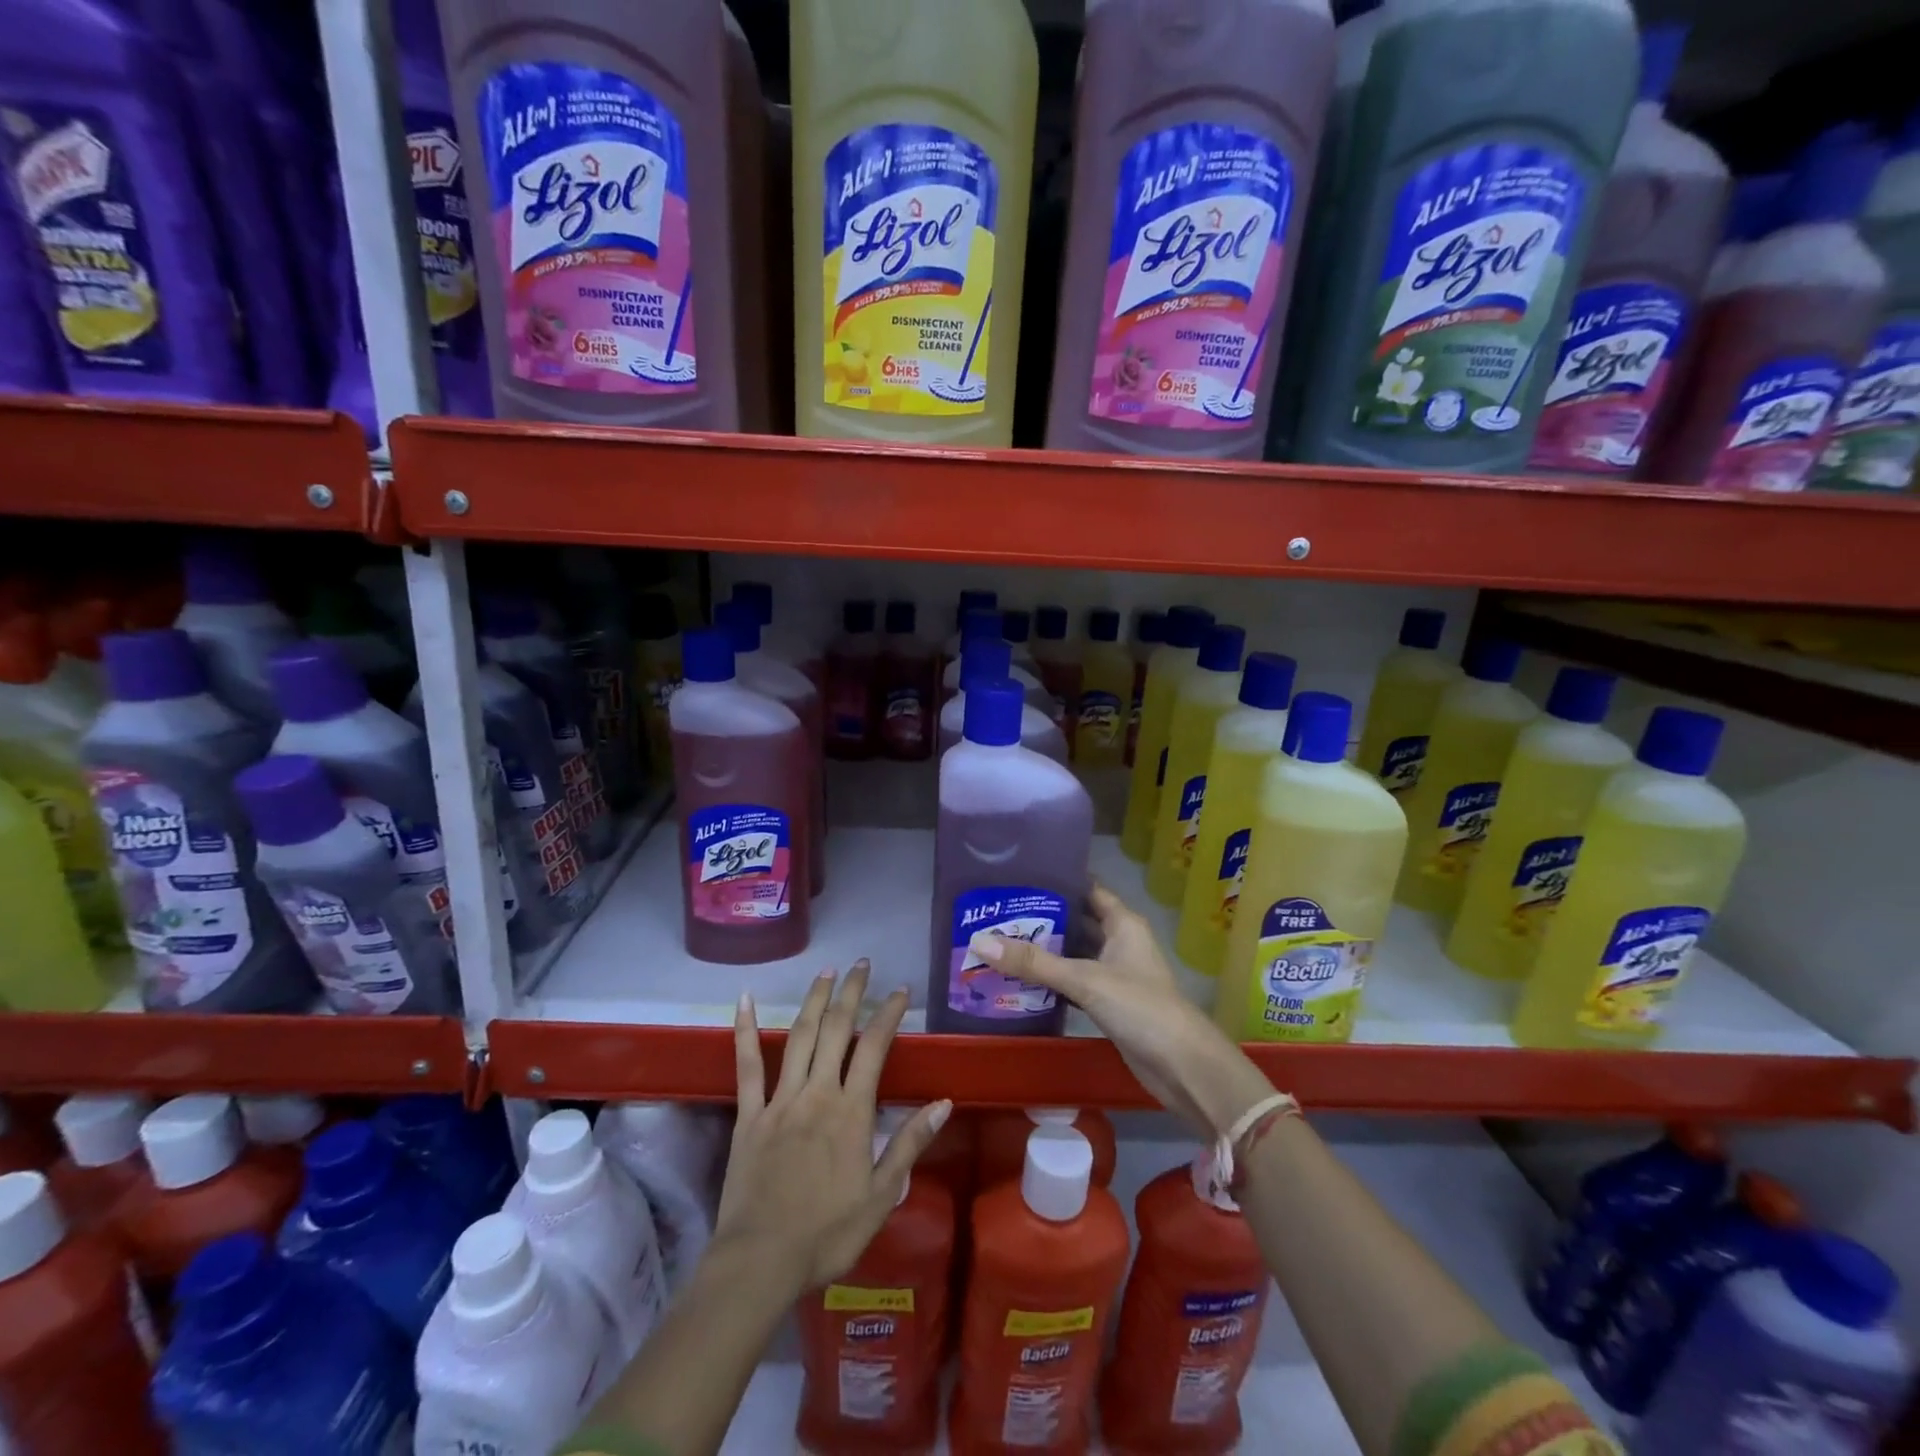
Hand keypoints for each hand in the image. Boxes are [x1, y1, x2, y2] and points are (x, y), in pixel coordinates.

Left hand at [714, 960, 950, 1295]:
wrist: (761, 1262)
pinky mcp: (749, 1114)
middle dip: (851, 992)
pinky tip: (745, 999)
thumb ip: (910, 1143)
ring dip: (813, 999)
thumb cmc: (827, 1233)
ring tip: (826, 971)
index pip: (874, 1047)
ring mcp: (780, 1099)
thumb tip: (944, 1102)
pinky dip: (745, 1029)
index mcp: (851, 1111)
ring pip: (798, 1036)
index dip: (888, 1014)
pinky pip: (746, 1065)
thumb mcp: (882, 1196)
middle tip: (861, 964)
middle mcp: (817, 1092)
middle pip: (836, 1029)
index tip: (899, 990)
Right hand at [971, 883, 1274, 1138]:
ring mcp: (1115, 974)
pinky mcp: (1109, 1004)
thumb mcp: (1084, 980)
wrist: (1182, 1068)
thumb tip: (980, 941)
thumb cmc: (1140, 1008)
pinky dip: (1051, 981)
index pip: (1088, 889)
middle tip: (997, 910)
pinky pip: (1074, 983)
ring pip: (1074, 954)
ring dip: (1044, 951)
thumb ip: (1034, 962)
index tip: (1019, 874)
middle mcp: (1119, 943)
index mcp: (1122, 923)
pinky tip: (1020, 980)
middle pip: (1076, 921)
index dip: (1059, 880)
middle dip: (1042, 918)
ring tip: (999, 940)